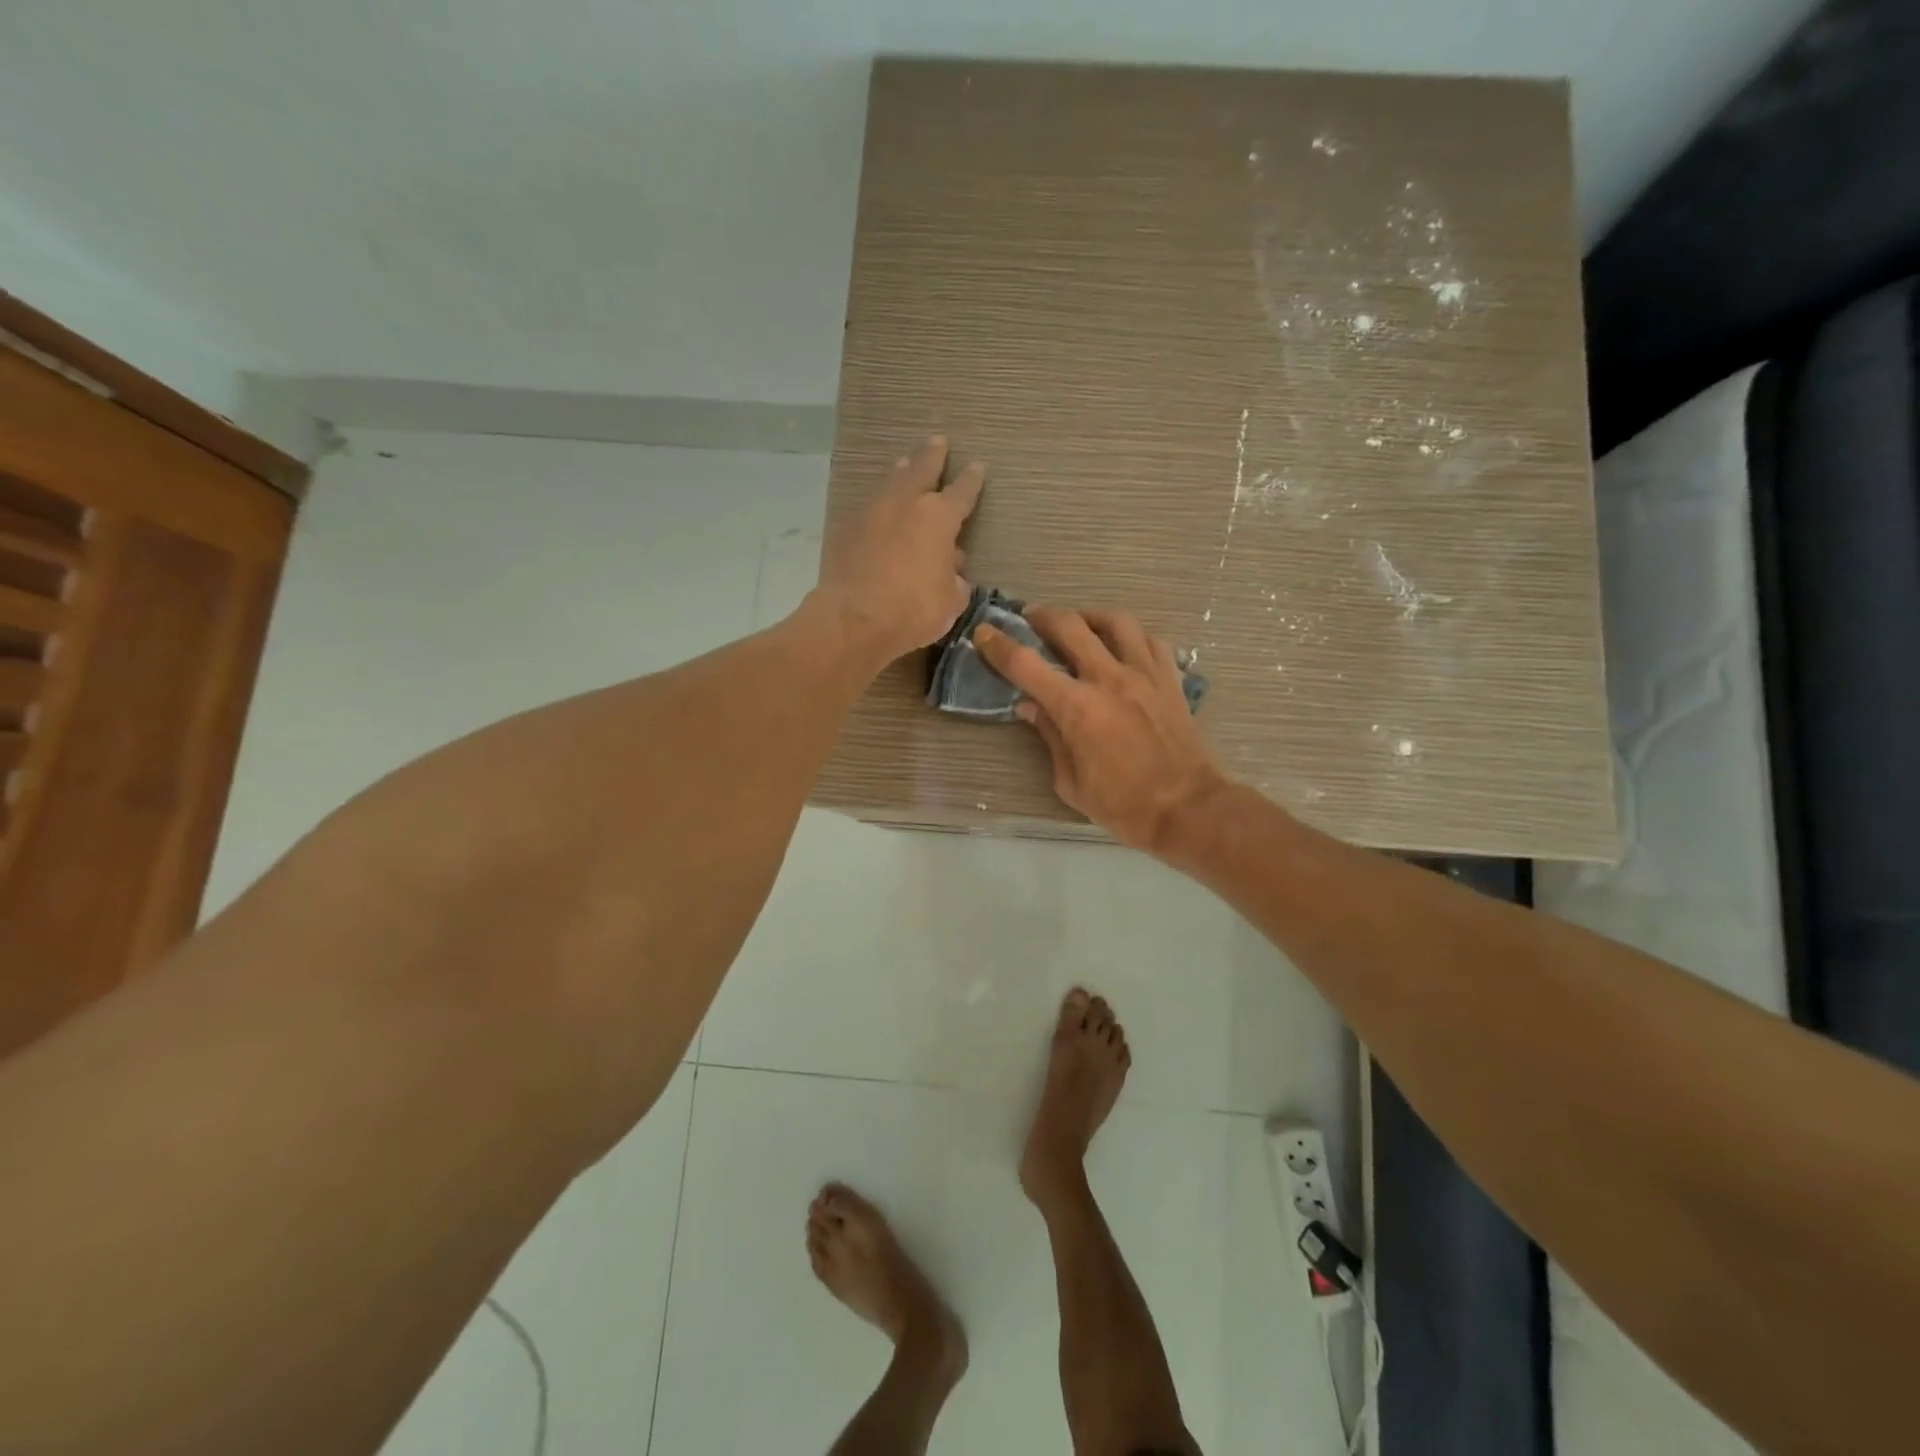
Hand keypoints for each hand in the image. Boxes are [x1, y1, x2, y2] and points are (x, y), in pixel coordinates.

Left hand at [816, 436, 983, 663]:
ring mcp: (872, 513)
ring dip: (901, 472)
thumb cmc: (913, 610)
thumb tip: (952, 572)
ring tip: (905, 464)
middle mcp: (905, 504)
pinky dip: (878, 504)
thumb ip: (955, 581)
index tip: (977, 466)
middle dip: (932, 455)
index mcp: (939, 518)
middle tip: (937, 441)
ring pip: (891, 482)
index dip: (972, 480)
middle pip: (921, 469)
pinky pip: (868, 508)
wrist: (854, 619)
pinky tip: (879, 509)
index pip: (962, 492)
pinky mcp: (847, 529)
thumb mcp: (950, 601)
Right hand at [973, 606, 1228, 853]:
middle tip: (1031, 618)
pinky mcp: (1170, 679)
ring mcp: (1144, 674)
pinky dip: (1132, 637)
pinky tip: (1124, 647)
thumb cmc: (1122, 805)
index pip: (1025, 664)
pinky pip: (1151, 640)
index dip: (998, 645)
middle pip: (1069, 626)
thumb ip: (1049, 737)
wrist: (1187, 808)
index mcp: (1076, 707)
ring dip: (1090, 617)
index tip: (984, 633)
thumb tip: (1030, 706)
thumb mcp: (1070, 782)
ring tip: (1080, 624)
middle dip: (1043, 616)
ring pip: (1115, 621)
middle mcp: (1108, 678)